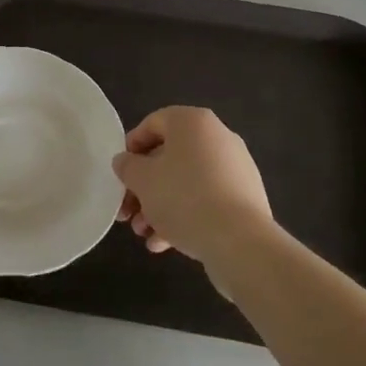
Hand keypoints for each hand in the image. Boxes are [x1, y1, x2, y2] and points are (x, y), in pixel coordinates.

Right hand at [113, 106, 272, 268]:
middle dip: (144, 187)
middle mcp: (217, 137)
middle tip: (128, 212)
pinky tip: (164, 244)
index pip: (153, 123)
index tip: (120, 174)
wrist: (240, 242)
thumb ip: (127, 167)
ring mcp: (235, 169)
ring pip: (186, 183)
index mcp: (193, 122)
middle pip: (169, 157)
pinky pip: (206, 201)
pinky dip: (184, 216)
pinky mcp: (245, 199)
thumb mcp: (143, 180)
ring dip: (160, 206)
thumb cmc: (184, 198)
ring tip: (143, 234)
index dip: (131, 148)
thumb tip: (125, 162)